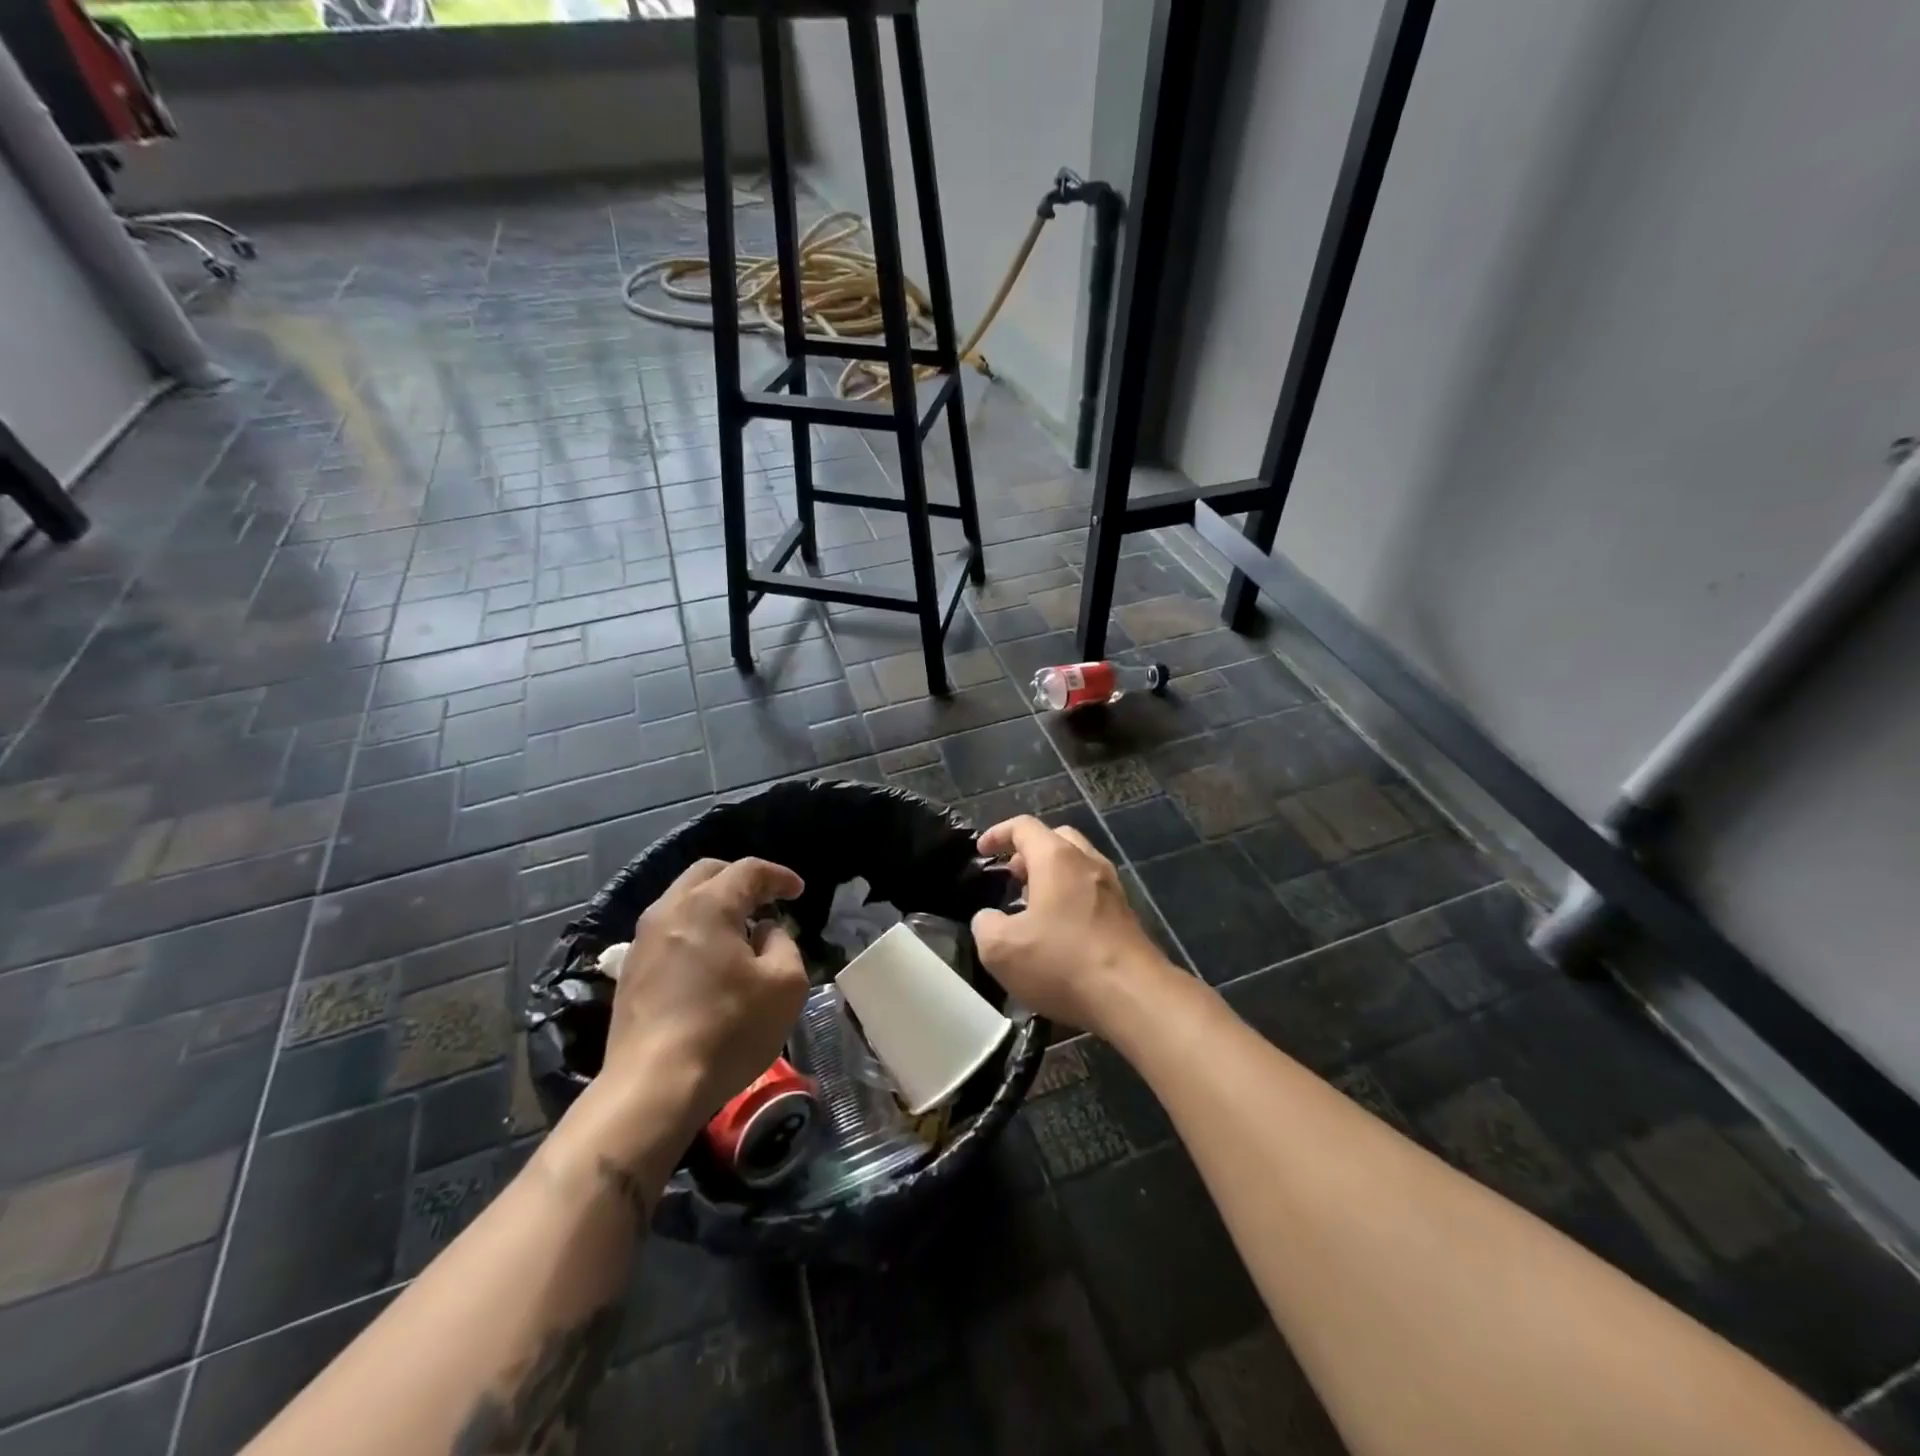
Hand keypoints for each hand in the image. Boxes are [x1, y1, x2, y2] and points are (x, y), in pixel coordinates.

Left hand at [599, 857, 808, 1135]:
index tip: (798, 891)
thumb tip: (765, 932)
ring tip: (741, 929)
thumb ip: (783, 944)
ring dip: (714, 904)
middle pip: (707, 874)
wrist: (653, 1088)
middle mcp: (669, 911)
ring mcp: (642, 942)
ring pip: (682, 901)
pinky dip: (694, 929)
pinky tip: (710, 959)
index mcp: (708, 905)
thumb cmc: (729, 1030)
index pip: (748, 870)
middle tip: (767, 899)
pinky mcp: (630, 972)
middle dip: (740, 880)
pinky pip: (668, 930)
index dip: (778, 876)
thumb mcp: (785, 984)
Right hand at [970, 816, 1174, 1036]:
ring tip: (1032, 906)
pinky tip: (1060, 931)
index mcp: (1056, 858)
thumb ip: (985, 925)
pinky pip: (1092, 892)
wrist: (1133, 997)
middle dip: (1030, 852)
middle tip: (1011, 876)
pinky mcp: (1126, 916)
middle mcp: (1088, 862)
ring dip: (1053, 876)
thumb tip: (990, 919)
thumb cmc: (1062, 962)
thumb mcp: (1001, 949)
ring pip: (1078, 866)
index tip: (981, 851)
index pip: (1024, 826)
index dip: (998, 833)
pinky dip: (1071, 898)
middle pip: (1057, 839)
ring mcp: (1113, 888)